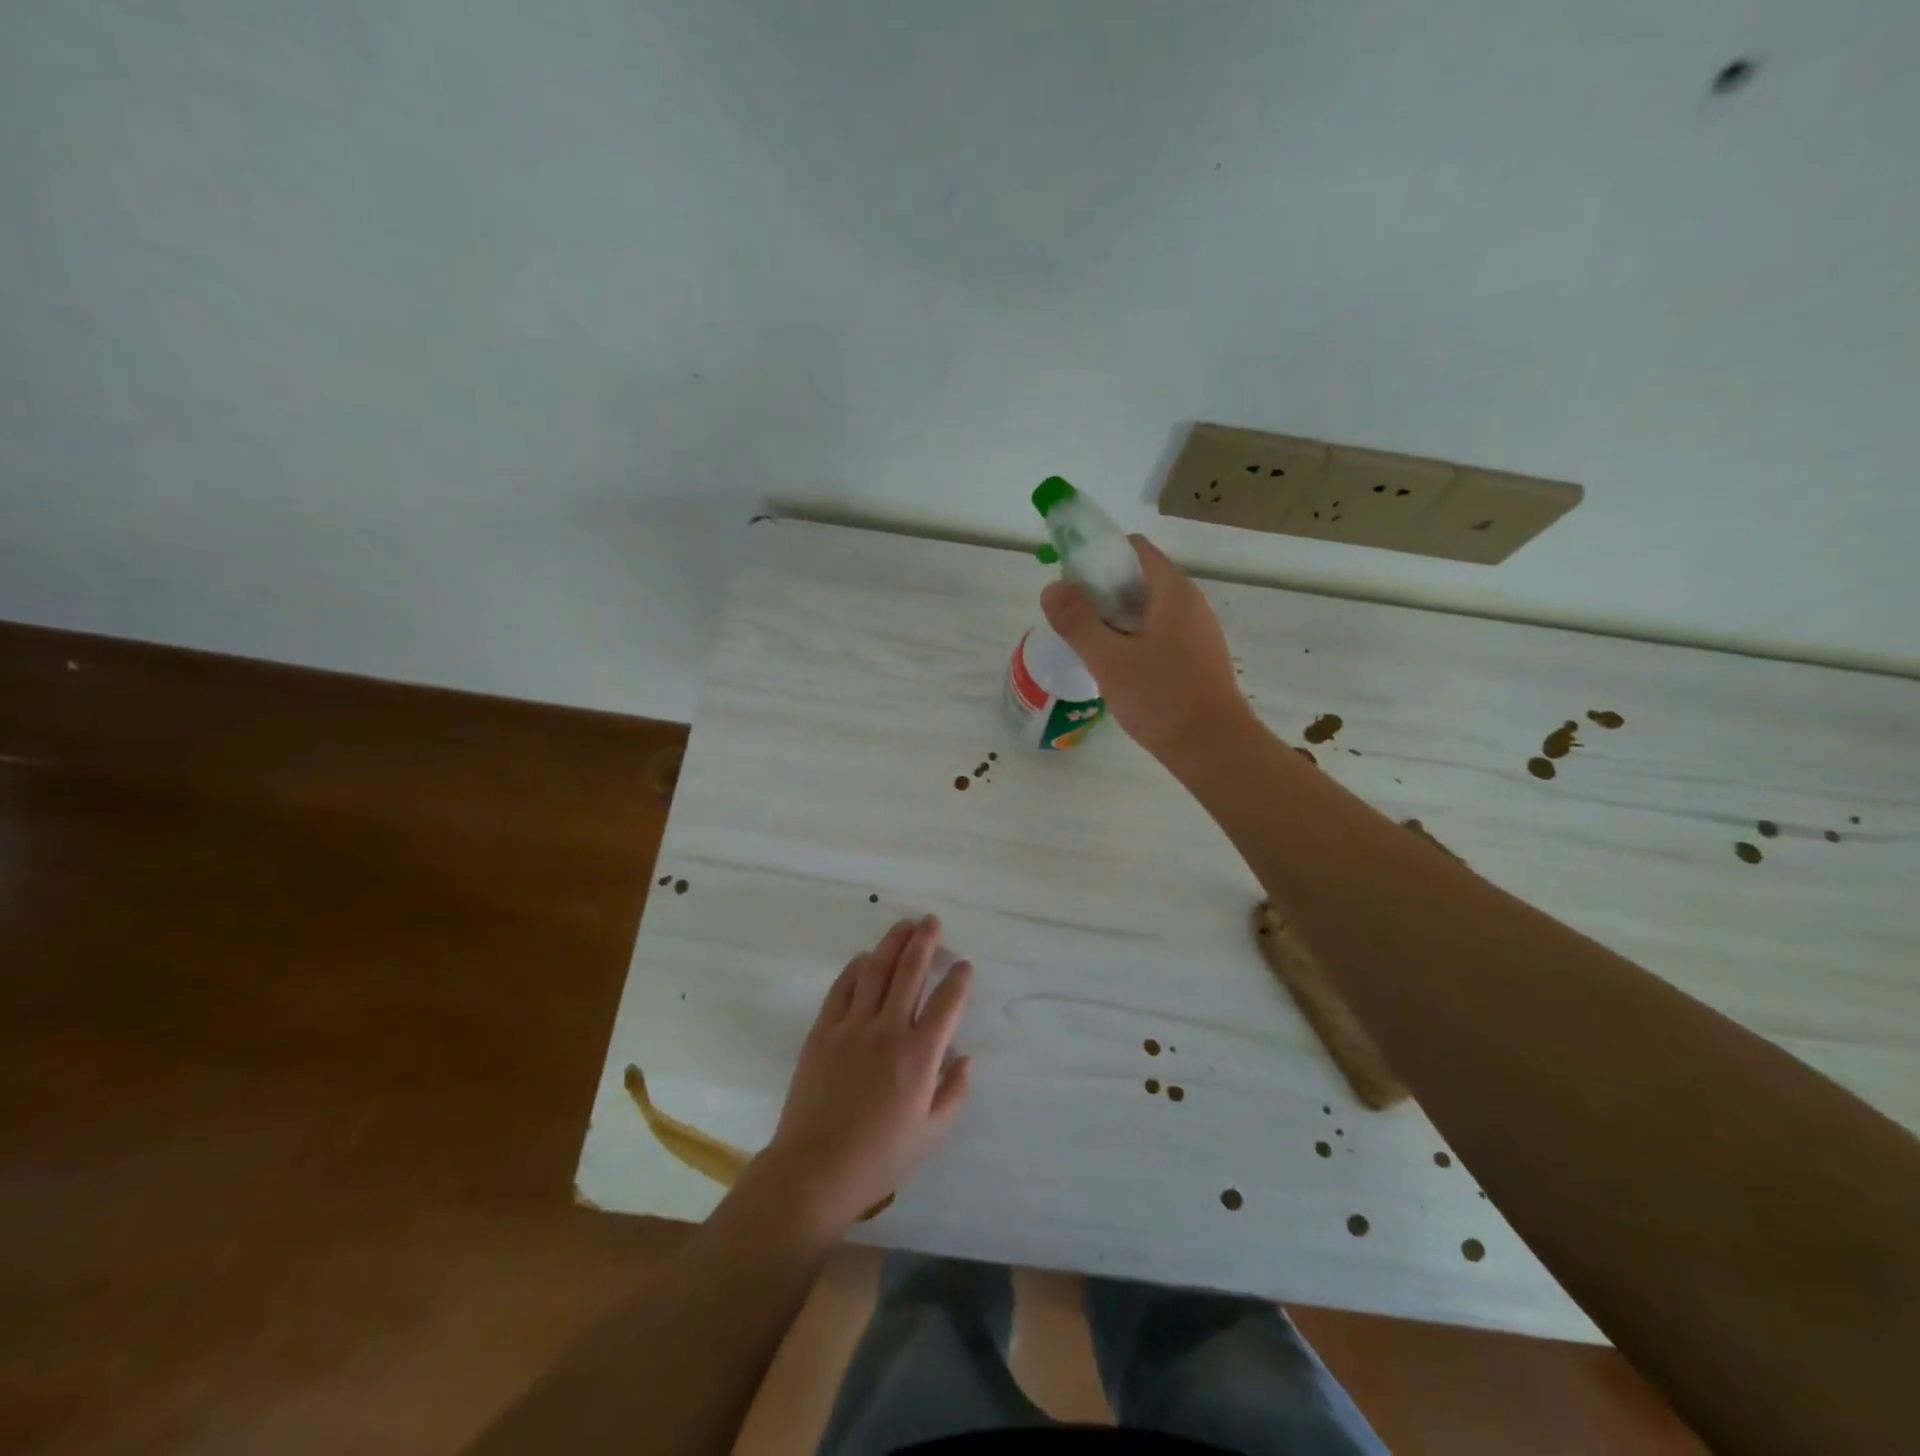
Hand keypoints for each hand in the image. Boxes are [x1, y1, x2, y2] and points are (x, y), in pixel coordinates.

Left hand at [762, 916, 972, 1235]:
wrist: (815, 1169)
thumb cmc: (880, 1158)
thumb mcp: (931, 1134)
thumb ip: (954, 1092)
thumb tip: (966, 1057)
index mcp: (920, 1056)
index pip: (947, 1002)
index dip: (959, 979)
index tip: (963, 965)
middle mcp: (889, 1030)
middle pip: (910, 971)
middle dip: (925, 942)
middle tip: (932, 921)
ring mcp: (852, 1026)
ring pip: (876, 970)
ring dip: (892, 943)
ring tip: (904, 925)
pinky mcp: (824, 1031)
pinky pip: (842, 988)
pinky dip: (856, 968)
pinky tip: (866, 958)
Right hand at [1041, 535, 1251, 764]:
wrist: (1214, 748)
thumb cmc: (1161, 699)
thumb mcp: (1109, 660)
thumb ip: (1077, 621)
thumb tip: (1051, 587)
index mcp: (1173, 590)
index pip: (1133, 548)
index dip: (1098, 555)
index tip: (1071, 582)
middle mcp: (1190, 602)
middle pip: (1139, 576)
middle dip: (1102, 590)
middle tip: (1073, 619)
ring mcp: (1197, 630)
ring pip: (1149, 607)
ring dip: (1116, 617)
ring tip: (1090, 644)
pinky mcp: (1197, 656)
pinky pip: (1160, 631)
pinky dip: (1134, 637)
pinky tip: (1118, 666)